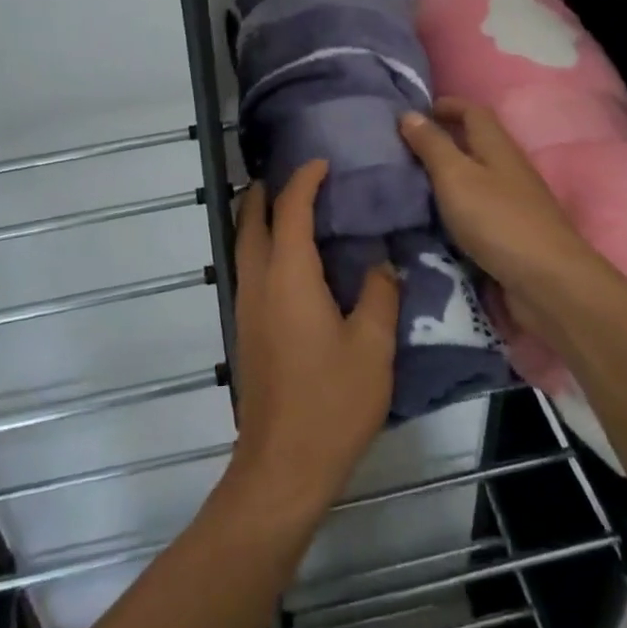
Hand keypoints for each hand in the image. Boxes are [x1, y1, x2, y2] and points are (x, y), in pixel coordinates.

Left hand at [229, 161, 398, 518]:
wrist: (283, 465)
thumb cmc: (332, 401)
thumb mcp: (373, 346)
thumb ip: (380, 295)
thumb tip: (382, 263)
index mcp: (289, 276)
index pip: (291, 210)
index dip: (305, 180)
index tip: (323, 162)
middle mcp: (259, 282)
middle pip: (251, 221)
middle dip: (264, 192)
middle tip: (294, 176)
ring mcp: (247, 307)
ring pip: (245, 246)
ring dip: (259, 218)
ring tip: (290, 209)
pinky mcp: (247, 330)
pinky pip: (250, 269)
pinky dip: (263, 247)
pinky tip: (292, 262)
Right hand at [398, 100, 607, 326]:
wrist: (547, 282)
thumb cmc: (497, 220)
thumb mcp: (456, 176)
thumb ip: (432, 145)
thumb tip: (408, 113)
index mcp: (497, 146)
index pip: (472, 112)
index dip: (446, 106)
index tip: (414, 112)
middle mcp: (508, 168)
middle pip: (475, 143)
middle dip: (442, 140)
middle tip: (402, 148)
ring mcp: (513, 202)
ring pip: (475, 176)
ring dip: (446, 175)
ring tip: (409, 182)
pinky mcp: (510, 233)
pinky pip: (476, 208)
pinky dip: (454, 205)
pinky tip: (433, 217)